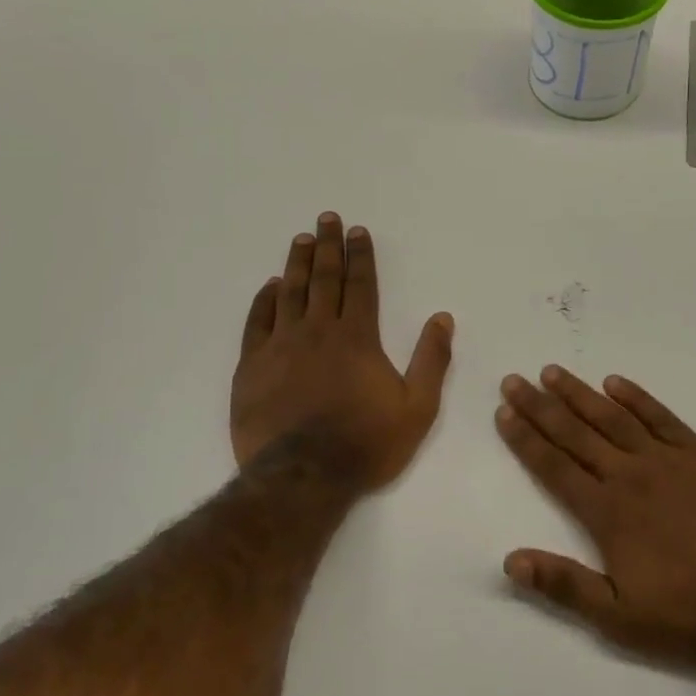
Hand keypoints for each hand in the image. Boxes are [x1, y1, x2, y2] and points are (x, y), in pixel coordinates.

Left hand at [232, 213, 453, 490]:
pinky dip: (264, 300)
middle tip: (326, 219)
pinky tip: (269, 286)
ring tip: (301, 239)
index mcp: (357, 337)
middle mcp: (318, 330)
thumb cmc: (366, 443)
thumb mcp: (417, 407)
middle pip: (323, 278)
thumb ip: (431, 360)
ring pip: (289, 292)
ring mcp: (281, 346)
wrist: (304, 476)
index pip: (360, 285)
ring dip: (296, 263)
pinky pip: (257, 322)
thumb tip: (442, 318)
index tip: (357, 231)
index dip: (360, 256)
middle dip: (327, 246)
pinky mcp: (252, 366)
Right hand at [496, 367, 695, 682]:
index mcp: (607, 513)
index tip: (503, 413)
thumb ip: (564, 585)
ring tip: (553, 372)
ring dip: (580, 393)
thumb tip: (510, 560)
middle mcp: (630, 476)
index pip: (554, 467)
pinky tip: (615, 382)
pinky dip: (636, 398)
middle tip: (514, 381)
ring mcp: (668, 460)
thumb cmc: (690, 614)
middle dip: (540, 407)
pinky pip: (662, 417)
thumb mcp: (619, 618)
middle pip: (575, 433)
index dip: (526, 439)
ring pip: (613, 417)